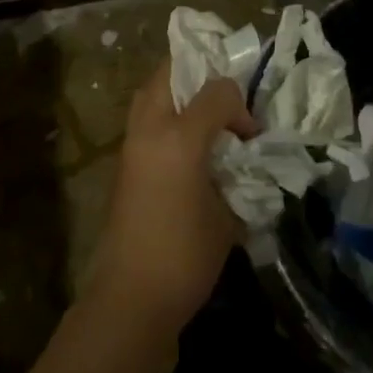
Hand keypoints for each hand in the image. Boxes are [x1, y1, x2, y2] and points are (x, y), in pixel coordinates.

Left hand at [84, 64, 258, 336]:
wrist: (131, 299)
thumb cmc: (186, 258)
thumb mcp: (228, 218)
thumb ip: (239, 178)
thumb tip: (244, 163)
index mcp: (180, 137)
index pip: (216, 91)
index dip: (239, 106)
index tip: (250, 135)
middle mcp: (150, 129)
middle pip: (170, 73)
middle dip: (199, 78)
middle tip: (223, 103)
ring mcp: (130, 144)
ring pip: (151, 93)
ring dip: (178, 94)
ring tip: (204, 118)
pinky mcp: (122, 162)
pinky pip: (144, 119)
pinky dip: (165, 117)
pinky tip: (186, 146)